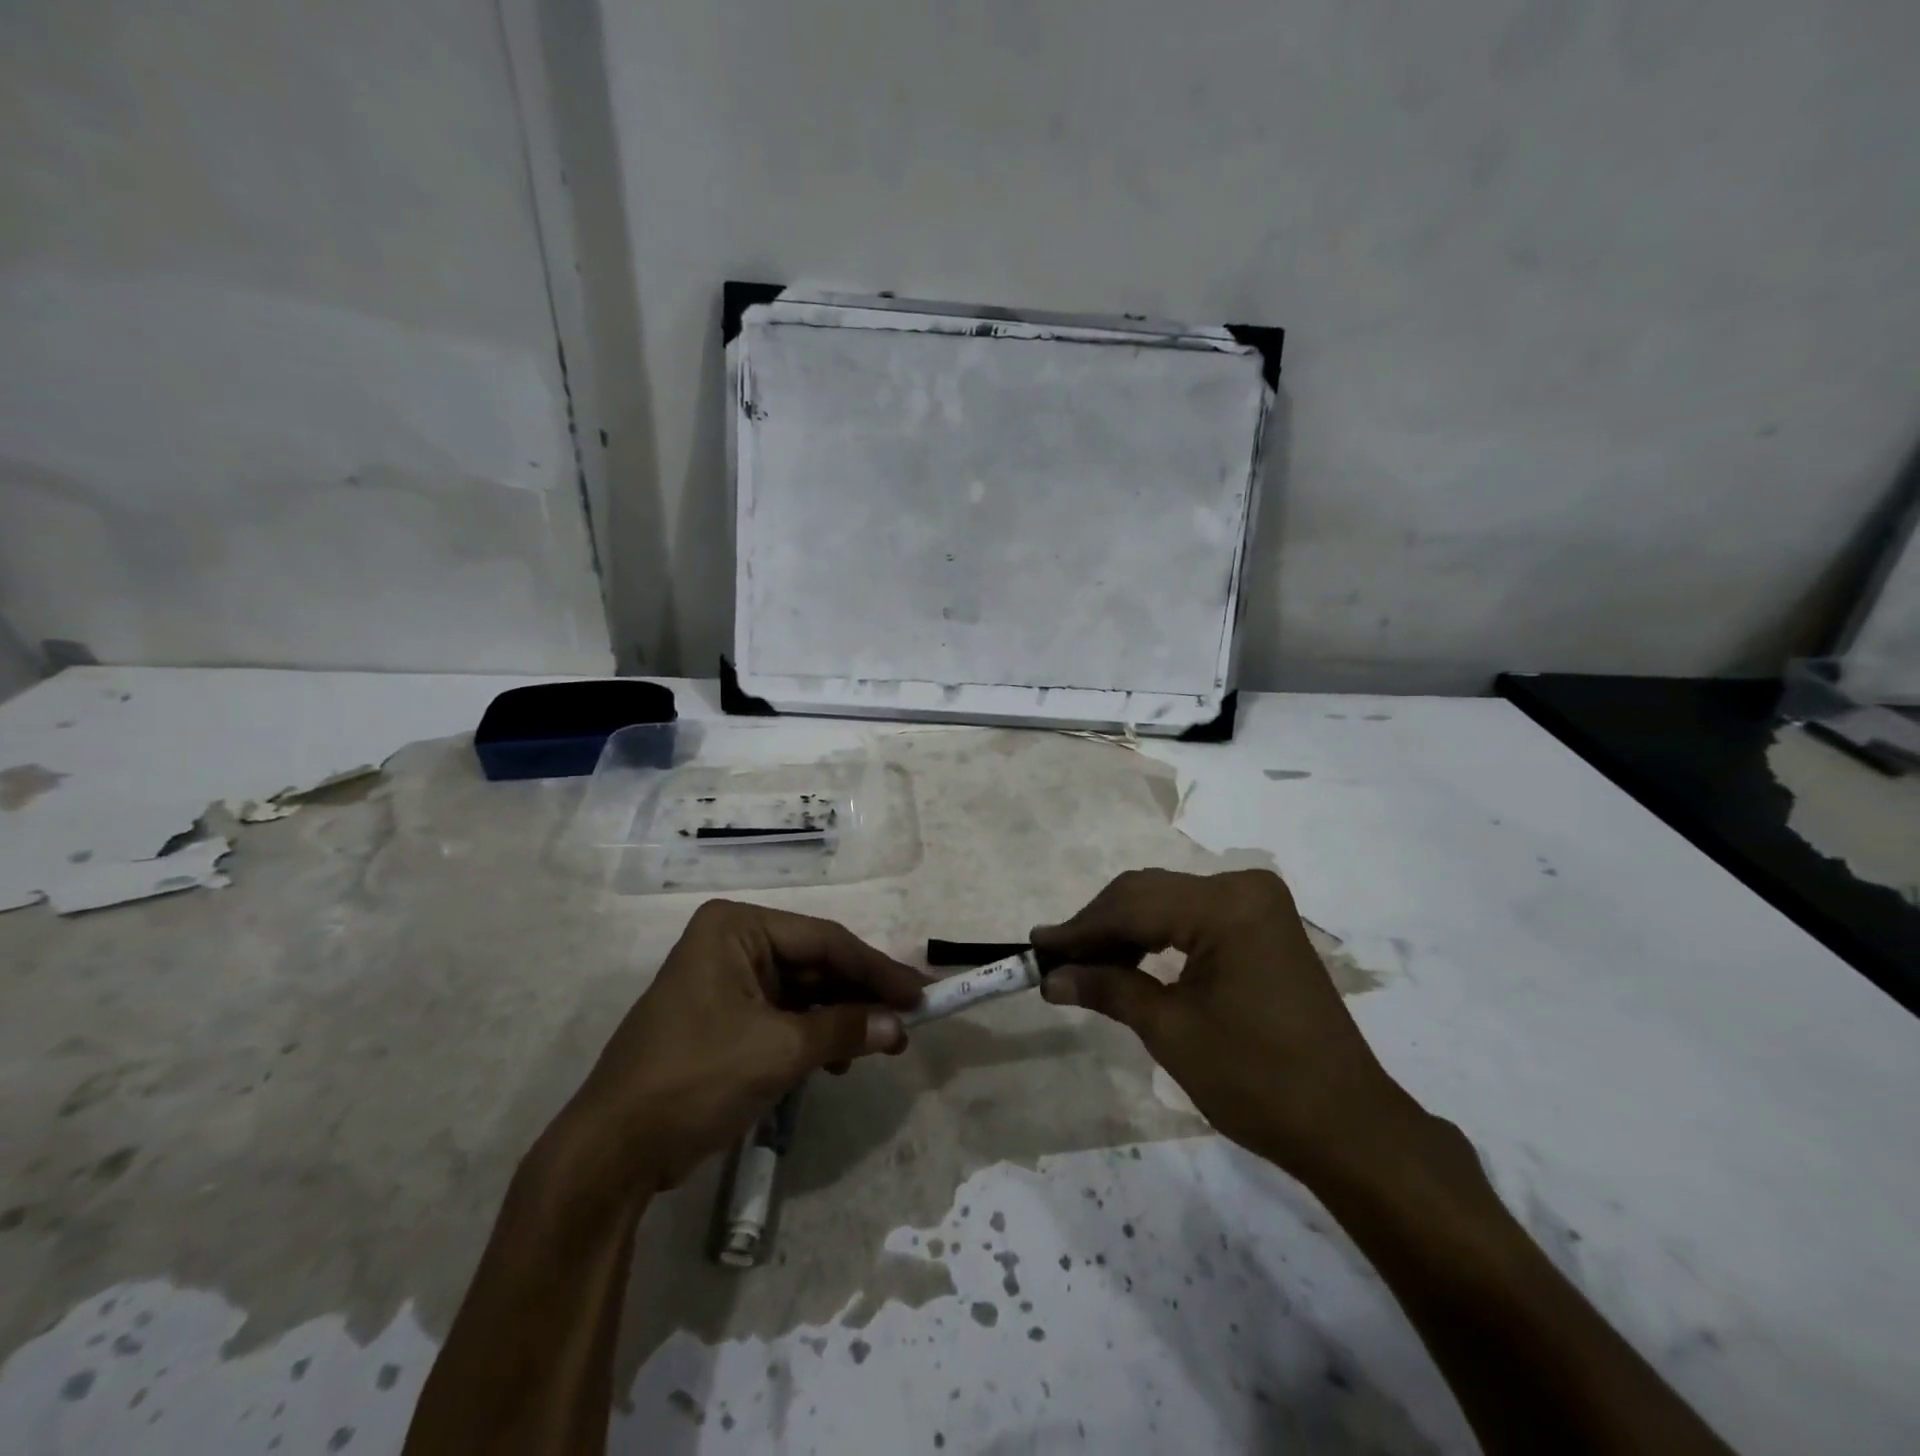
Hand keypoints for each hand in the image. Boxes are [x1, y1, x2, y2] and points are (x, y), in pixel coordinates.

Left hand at [565, 901, 924, 1193]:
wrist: (612, 1152)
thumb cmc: (694, 1079)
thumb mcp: (778, 1051)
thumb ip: (844, 1030)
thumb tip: (899, 1026)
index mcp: (736, 928)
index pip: (824, 941)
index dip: (877, 969)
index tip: (920, 994)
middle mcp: (731, 944)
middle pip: (815, 964)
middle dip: (859, 996)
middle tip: (907, 1022)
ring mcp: (726, 982)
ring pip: (803, 992)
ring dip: (840, 1019)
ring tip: (879, 1046)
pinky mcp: (724, 1020)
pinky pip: (783, 1016)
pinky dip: (813, 1036)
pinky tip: (837, 1061)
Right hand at [1032, 868, 1411, 1180]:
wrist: (1347, 1125)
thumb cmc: (1257, 1080)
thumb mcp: (1171, 1031)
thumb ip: (1108, 989)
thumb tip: (1051, 977)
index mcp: (1227, 905)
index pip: (1134, 906)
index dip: (1080, 928)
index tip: (1036, 947)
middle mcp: (1244, 887)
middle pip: (1150, 894)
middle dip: (1099, 926)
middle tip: (1054, 958)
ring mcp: (1258, 904)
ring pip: (1169, 902)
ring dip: (1124, 930)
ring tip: (1083, 963)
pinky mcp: (1263, 925)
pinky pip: (1194, 917)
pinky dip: (1157, 935)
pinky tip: (1128, 959)